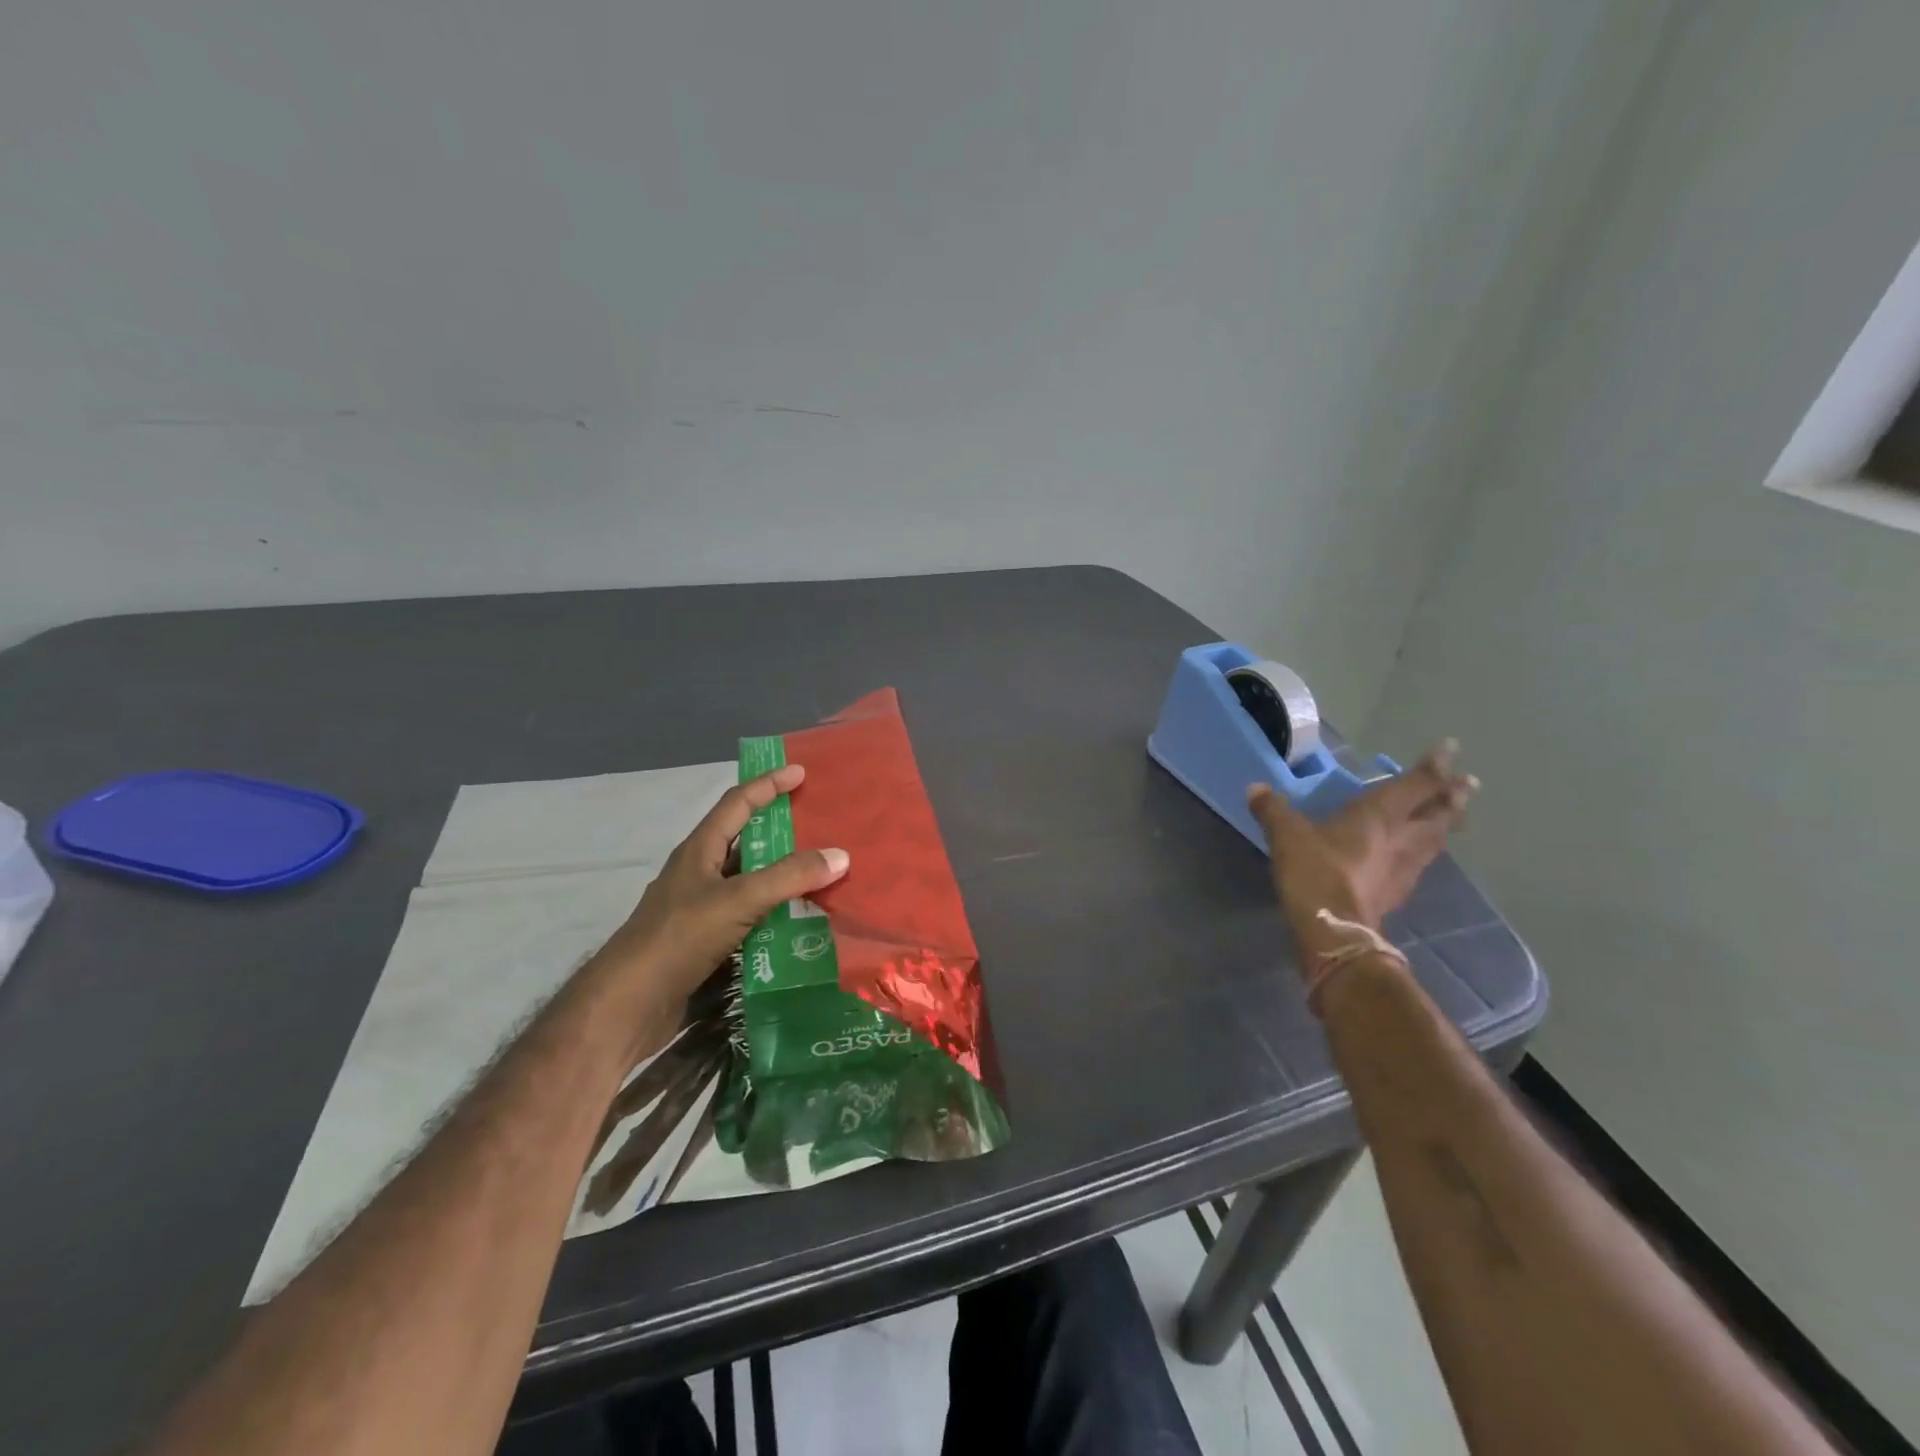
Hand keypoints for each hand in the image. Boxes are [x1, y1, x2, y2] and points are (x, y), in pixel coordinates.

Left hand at [586, 764, 849, 1013]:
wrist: (629, 1004)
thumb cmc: (679, 938)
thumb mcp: (738, 900)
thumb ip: (789, 877)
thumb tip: (840, 855)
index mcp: (700, 850)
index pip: (737, 803)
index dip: (768, 784)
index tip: (800, 772)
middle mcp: (700, 873)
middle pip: (746, 840)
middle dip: (782, 830)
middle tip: (821, 824)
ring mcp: (702, 908)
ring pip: (750, 880)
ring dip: (782, 875)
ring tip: (822, 872)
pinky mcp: (706, 941)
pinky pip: (750, 915)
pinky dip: (776, 912)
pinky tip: (801, 921)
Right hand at [1247, 742, 1475, 966]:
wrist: (1335, 929)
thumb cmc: (1316, 871)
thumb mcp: (1286, 835)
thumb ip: (1273, 809)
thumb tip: (1255, 788)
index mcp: (1378, 815)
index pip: (1415, 784)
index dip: (1434, 766)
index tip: (1452, 748)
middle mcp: (1401, 837)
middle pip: (1437, 813)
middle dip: (1453, 797)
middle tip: (1468, 785)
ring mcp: (1405, 867)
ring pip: (1435, 840)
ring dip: (1446, 825)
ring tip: (1454, 816)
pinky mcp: (1398, 891)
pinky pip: (1420, 863)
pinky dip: (1425, 851)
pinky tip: (1418, 855)